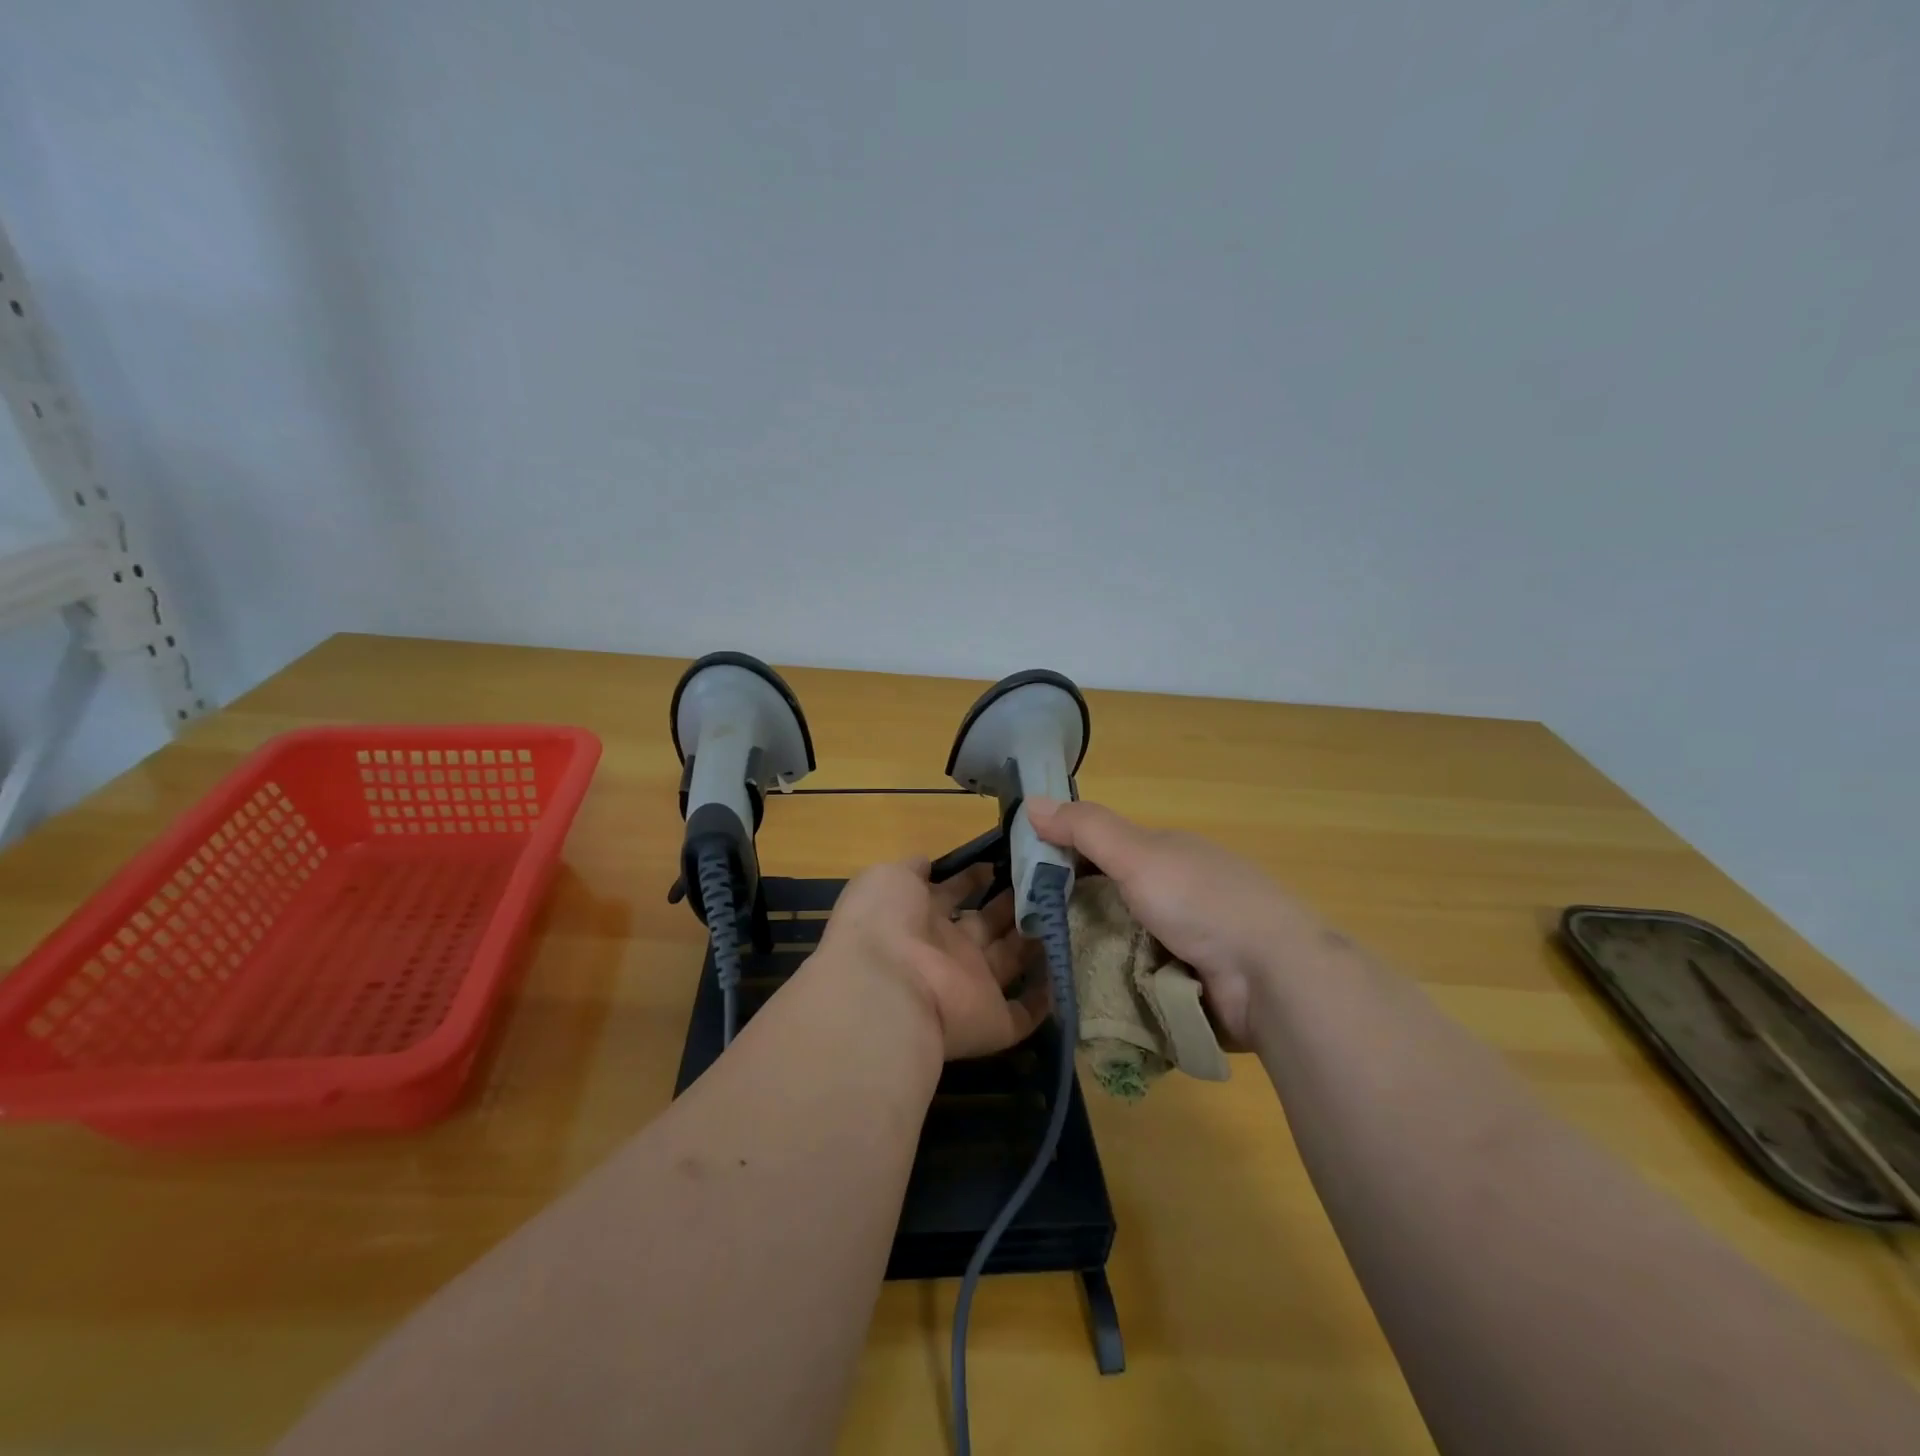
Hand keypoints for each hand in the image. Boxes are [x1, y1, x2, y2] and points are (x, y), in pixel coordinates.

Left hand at [815, 860, 1048, 1060]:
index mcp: (919, 918)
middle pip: (985, 925)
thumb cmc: (885, 922)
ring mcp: (969, 987)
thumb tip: (927, 862)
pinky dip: (1044, 1001)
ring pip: (1008, 962)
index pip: (952, 894)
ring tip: (1064, 909)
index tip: (1003, 860)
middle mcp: (946, 951)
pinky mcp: (991, 1022)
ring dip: (1032, 940)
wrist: (886, 987)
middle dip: (1010, 904)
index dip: (974, 878)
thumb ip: (912, 870)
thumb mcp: (890, 877)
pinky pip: (1022, 1014)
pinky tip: (1065, 972)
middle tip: (1044, 881)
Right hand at [1026, 797, 1311, 1048]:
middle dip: (1076, 916)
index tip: (1027, 884)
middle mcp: (1179, 894)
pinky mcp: (1194, 985)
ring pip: (1124, 945)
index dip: (1065, 861)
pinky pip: (1142, 981)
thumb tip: (1031, 801)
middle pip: (1112, 901)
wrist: (1274, 977)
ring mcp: (1189, 943)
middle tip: (1030, 937)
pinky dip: (1120, 986)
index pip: (1104, 851)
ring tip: (1049, 974)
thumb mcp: (1138, 854)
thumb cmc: (1202, 902)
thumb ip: (1086, 829)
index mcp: (1169, 856)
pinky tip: (1087, 998)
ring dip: (1095, 956)